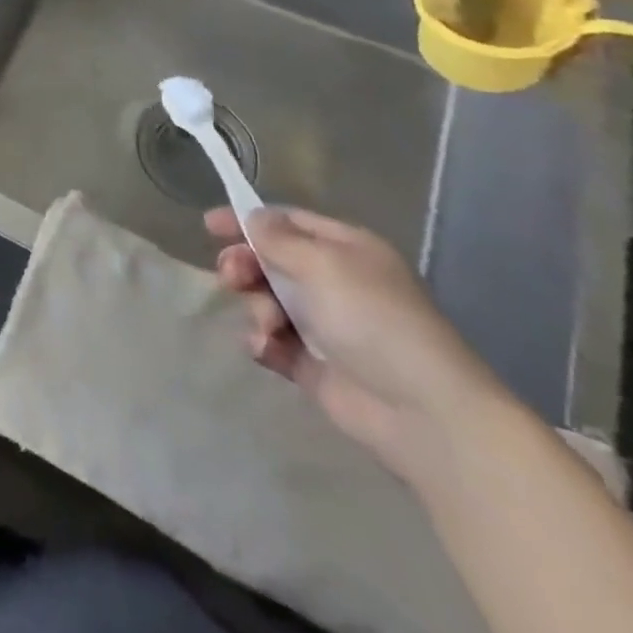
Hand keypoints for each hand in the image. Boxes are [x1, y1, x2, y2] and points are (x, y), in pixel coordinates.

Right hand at [206, 205, 512, 485]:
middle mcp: (334, 282)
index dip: (247, 220)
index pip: (287, 222)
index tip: (209, 226)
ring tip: (267, 327)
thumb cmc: (372, 320)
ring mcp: (325, 325)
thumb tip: (252, 218)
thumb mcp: (321, 264)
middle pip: (270, 260)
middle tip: (231, 277)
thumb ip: (276, 238)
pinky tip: (266, 349)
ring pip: (266, 300)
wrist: (423, 414)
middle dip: (245, 266)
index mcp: (345, 249)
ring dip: (256, 308)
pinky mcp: (314, 365)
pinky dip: (263, 342)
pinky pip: (272, 341)